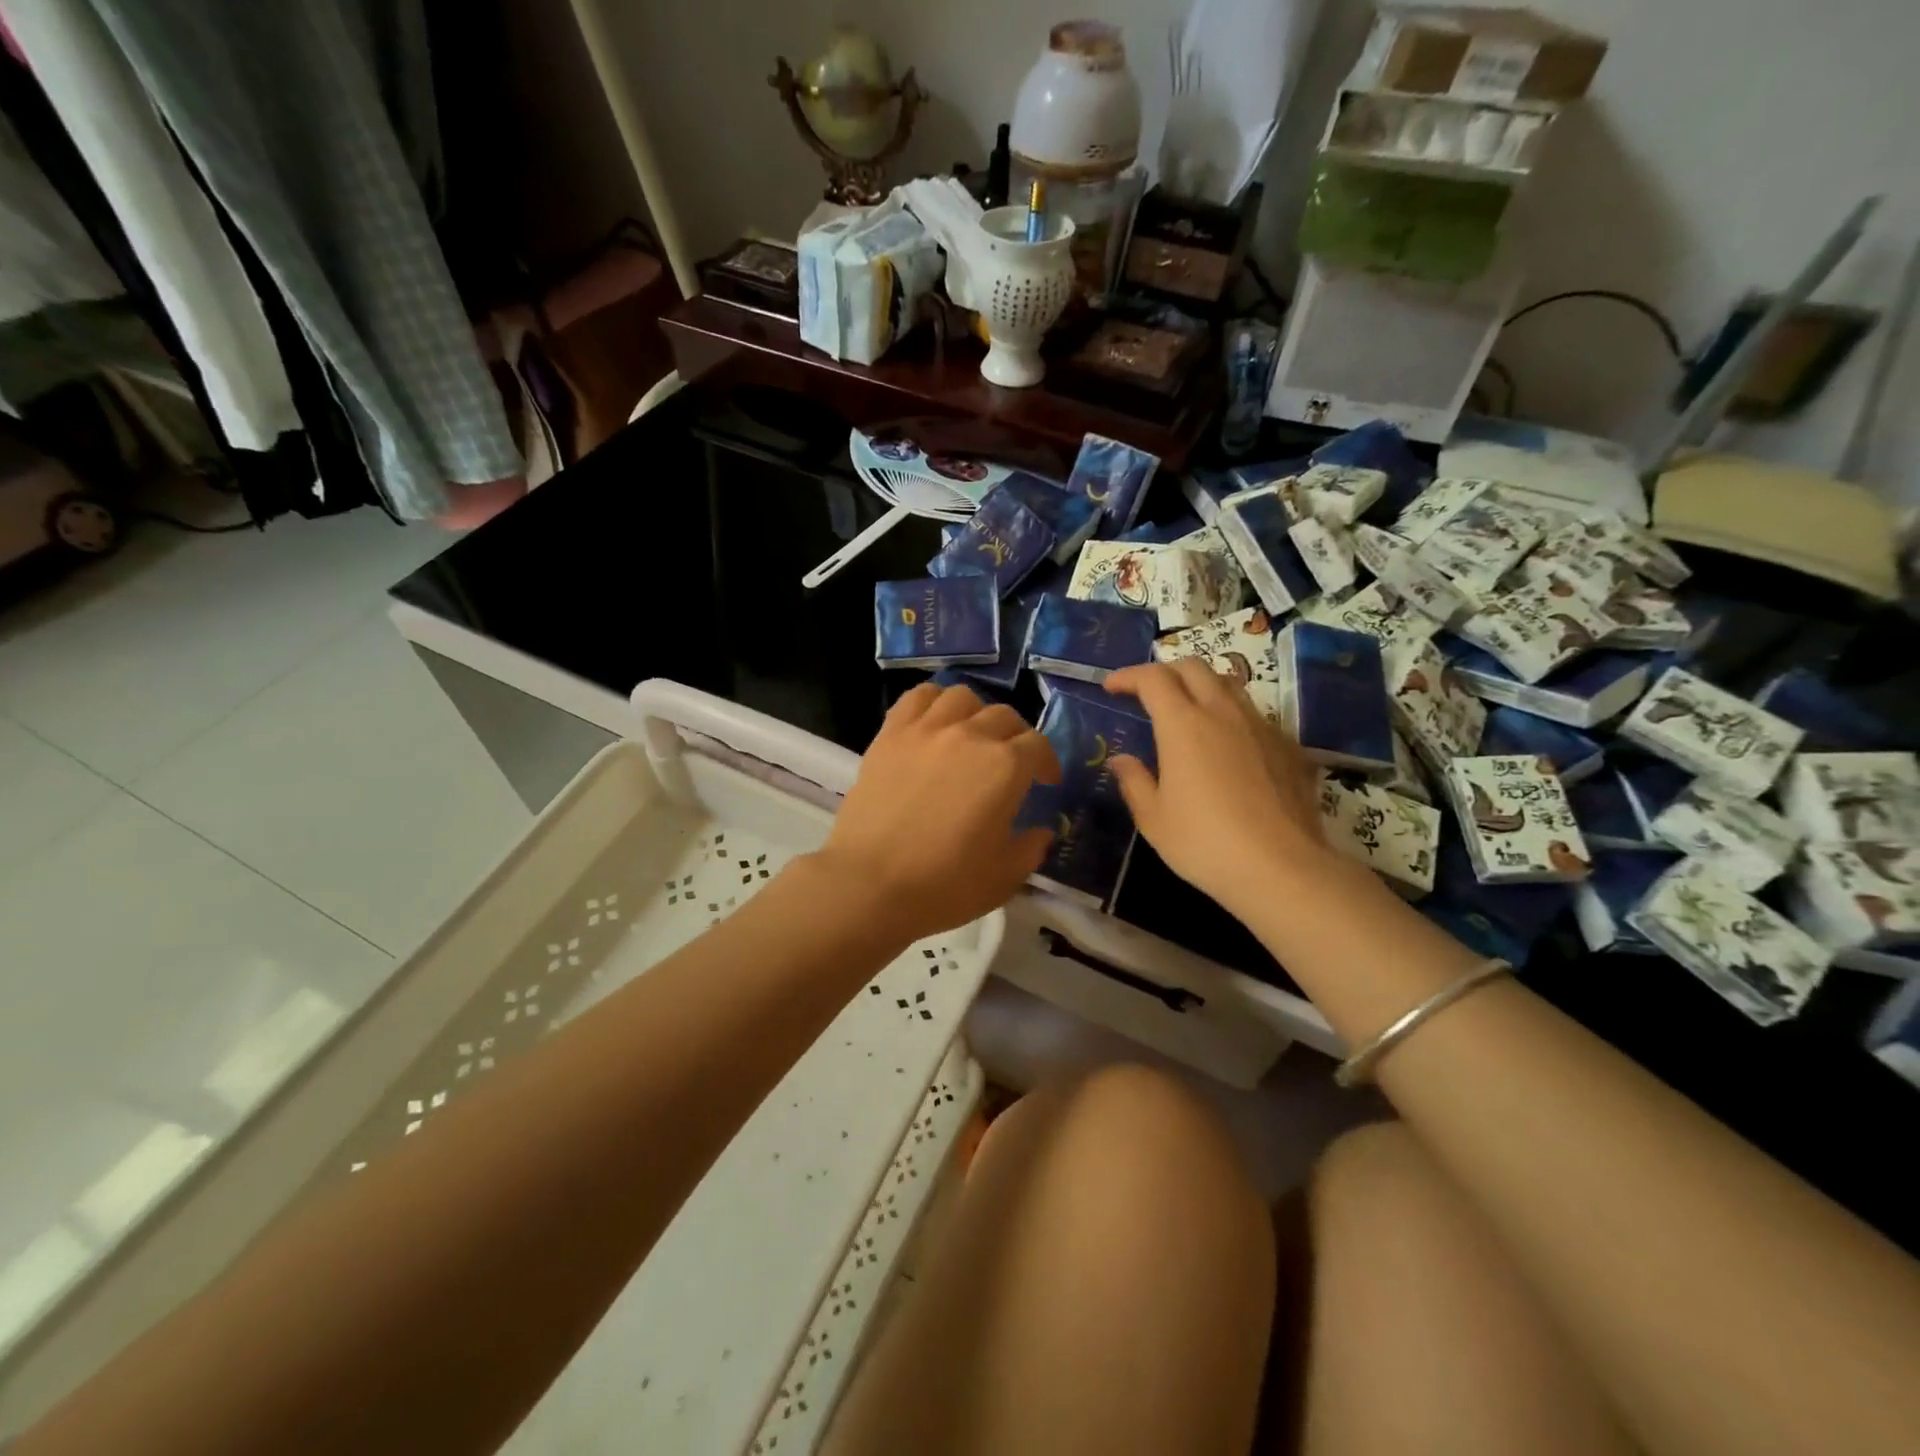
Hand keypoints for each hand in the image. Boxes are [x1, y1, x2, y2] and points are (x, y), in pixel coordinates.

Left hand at [813, 683, 1061, 942]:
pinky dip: (933, 701)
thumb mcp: (1005, 876)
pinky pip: (917, 698)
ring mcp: (926, 730)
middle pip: (1004, 716)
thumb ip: (1031, 848)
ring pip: (961, 697)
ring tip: (972, 735)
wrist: (871, 884)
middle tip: (1011, 763)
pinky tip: (934, 722)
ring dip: (976, 713)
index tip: (1045, 781)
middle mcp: (970, 735)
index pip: (1038, 746)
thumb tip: (1041, 831)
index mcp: (1006, 767)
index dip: (1047, 762)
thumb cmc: (945, 884)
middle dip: (1016, 738)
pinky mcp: (890, 735)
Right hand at [1103, 660, 1336, 915]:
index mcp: (1183, 725)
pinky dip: (1232, 717)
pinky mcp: (1288, 746)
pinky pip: (1255, 715)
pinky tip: (1228, 747)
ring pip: (1229, 685)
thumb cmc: (1204, 843)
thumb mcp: (1154, 818)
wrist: (1281, 868)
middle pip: (1194, 667)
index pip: (1153, 678)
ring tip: (1189, 712)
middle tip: (1148, 694)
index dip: (1128, 676)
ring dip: (1202, 687)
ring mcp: (1261, 726)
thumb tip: (1121, 760)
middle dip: (1166, 671)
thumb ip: (1134, 781)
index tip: (1112, 687)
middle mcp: (1223, 713)